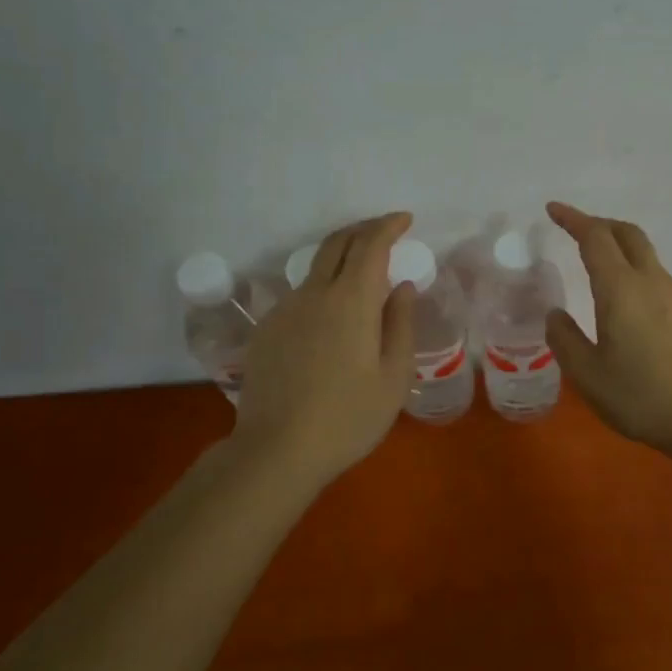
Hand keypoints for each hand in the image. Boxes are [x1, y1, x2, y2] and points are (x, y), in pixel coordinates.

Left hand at [232, 213, 416, 486]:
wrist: (276, 450)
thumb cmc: (348, 417)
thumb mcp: (394, 376)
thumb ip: (401, 323)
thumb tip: (402, 286)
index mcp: (351, 300)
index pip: (371, 244)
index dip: (388, 226)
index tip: (405, 220)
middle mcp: (314, 293)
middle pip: (337, 243)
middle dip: (363, 229)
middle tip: (385, 232)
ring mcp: (285, 309)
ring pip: (315, 268)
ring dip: (341, 258)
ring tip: (362, 276)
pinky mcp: (266, 329)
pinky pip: (300, 295)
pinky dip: (322, 289)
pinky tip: (331, 319)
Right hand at [545, 201, 671, 458]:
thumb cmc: (642, 397)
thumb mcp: (588, 375)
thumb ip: (565, 340)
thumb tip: (556, 315)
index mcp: (621, 289)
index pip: (595, 238)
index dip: (573, 219)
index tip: (553, 210)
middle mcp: (650, 282)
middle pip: (627, 234)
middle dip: (599, 223)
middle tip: (575, 229)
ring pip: (645, 254)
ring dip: (618, 246)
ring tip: (596, 264)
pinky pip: (656, 276)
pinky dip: (633, 269)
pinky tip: (625, 301)